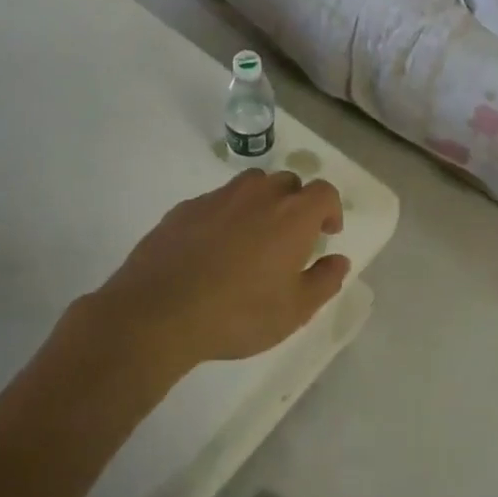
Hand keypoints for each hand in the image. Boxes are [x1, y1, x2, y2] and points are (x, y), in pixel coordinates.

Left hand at [81, 170, 349, 374]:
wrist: (158, 313)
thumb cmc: (238, 314)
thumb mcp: (294, 311)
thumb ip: (324, 281)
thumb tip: (339, 261)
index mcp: (292, 216)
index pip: (324, 192)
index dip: (330, 209)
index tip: (327, 233)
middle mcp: (258, 195)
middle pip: (287, 182)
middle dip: (296, 203)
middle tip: (290, 238)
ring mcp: (217, 198)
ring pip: (250, 185)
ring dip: (261, 202)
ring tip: (253, 237)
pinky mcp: (184, 209)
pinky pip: (216, 202)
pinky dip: (225, 215)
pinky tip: (213, 249)